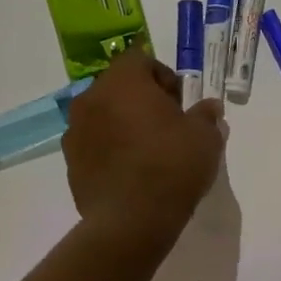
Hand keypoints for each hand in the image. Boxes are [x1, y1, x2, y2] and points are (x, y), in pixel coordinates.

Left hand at [63, 48, 225, 244]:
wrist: (131, 220)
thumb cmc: (172, 166)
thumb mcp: (205, 138)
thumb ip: (206, 116)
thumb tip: (209, 108)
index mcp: (123, 82)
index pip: (141, 60)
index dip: (163, 77)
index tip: (179, 103)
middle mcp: (92, 98)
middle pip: (118, 87)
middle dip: (141, 100)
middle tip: (166, 126)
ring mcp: (75, 131)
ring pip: (103, 115)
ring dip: (122, 124)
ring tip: (147, 151)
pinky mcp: (70, 162)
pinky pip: (93, 144)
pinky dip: (109, 149)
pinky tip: (130, 172)